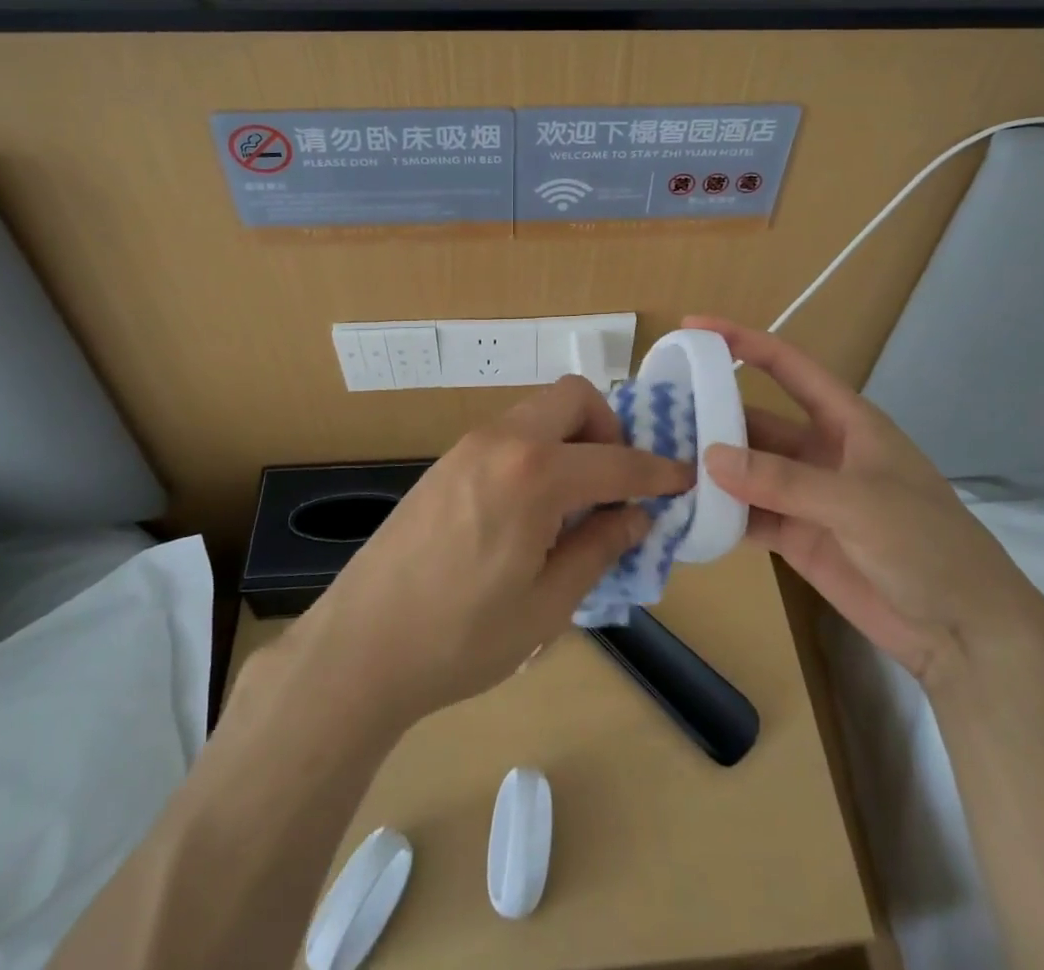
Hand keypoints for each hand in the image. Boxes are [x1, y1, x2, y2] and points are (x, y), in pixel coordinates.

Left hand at [275, 376, 691, 727]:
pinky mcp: (446, 461)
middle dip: (608, 430)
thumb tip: (636, 515)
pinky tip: (532, 507)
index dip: (656, 470)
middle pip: (573, 398)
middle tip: (615, 485)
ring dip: (571, 439)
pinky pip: (509, 434)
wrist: (361, 646)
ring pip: (538, 412)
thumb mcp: (548, 604)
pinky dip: (538, 451)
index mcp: (534, 474)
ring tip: (576, 501)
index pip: (615, 459)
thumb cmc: (462, 637)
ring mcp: (468, 446)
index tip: (682, 479)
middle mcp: (502, 441)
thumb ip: (598, 547)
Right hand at [684, 316, 1042, 683]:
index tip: (694, 326)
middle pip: (754, 420)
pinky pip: (747, 515)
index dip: (742, 341)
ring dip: (709, 466)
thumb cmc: (926, 545)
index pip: (787, 367)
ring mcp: (805, 495)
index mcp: (845, 421)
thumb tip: (710, 457)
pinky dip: (718, 513)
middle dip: (709, 413)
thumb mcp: (858, 502)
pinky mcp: (796, 536)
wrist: (965, 632)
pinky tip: (682, 511)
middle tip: (654, 412)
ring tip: (657, 460)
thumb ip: (783, 480)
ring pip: (745, 469)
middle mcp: (818, 450)